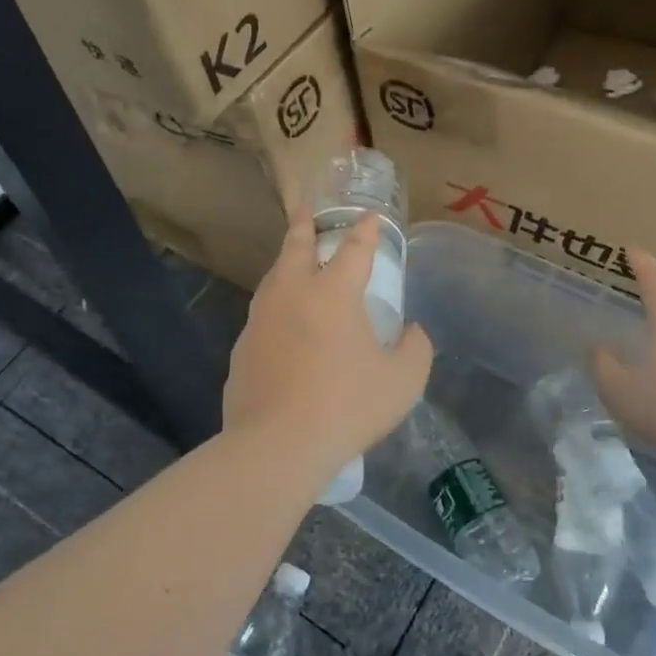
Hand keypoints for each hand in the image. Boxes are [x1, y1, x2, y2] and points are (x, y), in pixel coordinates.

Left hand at [224, 210, 432, 477]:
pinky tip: (281, 326)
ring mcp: (260, 321)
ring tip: (292, 262)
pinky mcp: (241, 349)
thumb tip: (411, 332)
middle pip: (296, 247)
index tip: (370, 217)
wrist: (277, 446)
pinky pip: (262, 317)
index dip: (366, 230)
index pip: (354, 249)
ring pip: (273, 279)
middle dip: (305, 225)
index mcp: (333, 293)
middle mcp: (292, 294)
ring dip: (285, 263)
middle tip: (306, 210)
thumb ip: (415, 348)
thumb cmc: (347, 406)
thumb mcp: (403, 380)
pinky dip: (275, 308)